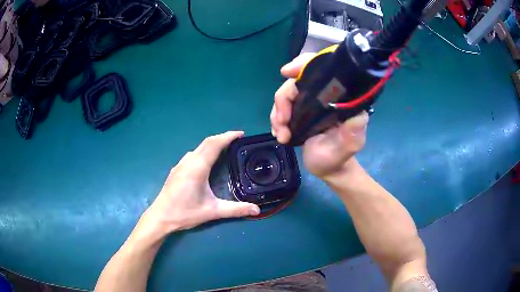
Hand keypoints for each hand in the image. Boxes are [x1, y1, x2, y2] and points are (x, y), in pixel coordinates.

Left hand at [141, 131, 260, 236]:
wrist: (160, 216)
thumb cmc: (185, 213)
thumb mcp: (212, 212)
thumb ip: (235, 210)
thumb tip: (257, 210)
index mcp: (198, 167)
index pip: (214, 144)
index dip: (228, 136)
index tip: (241, 134)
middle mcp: (189, 161)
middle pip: (207, 142)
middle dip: (222, 138)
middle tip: (237, 140)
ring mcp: (181, 164)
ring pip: (199, 147)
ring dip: (212, 144)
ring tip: (225, 149)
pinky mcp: (177, 169)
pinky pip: (193, 154)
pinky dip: (204, 151)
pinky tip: (207, 161)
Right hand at [270, 53, 368, 178]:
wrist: (327, 169)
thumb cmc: (339, 157)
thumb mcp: (349, 146)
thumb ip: (353, 132)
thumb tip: (358, 115)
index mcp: (338, 97)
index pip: (322, 69)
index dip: (304, 64)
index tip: (287, 72)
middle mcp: (323, 96)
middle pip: (295, 83)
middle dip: (283, 100)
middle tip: (282, 122)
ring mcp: (308, 103)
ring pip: (285, 96)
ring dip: (277, 114)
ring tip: (281, 135)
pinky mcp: (298, 112)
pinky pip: (281, 108)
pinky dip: (276, 120)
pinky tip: (279, 134)